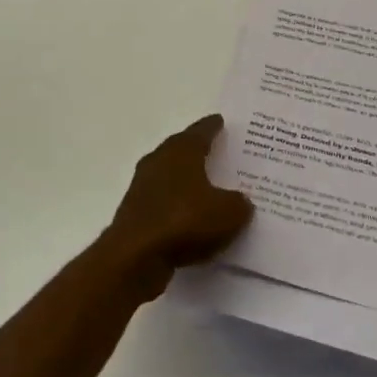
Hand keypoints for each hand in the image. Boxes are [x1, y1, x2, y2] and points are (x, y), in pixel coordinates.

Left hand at [104, 114, 252, 297]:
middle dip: (197, 150)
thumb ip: (238, 203)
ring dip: (186, 180)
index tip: (220, 121)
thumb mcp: (227, 213)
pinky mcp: (136, 212)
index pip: (200, 131)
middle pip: (181, 149)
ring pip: (170, 176)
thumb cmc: (184, 221)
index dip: (212, 127)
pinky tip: (190, 218)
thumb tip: (240, 201)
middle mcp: (159, 161)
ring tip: (207, 187)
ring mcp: (143, 186)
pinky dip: (177, 205)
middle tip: (217, 152)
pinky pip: (163, 202)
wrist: (135, 256)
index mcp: (181, 151)